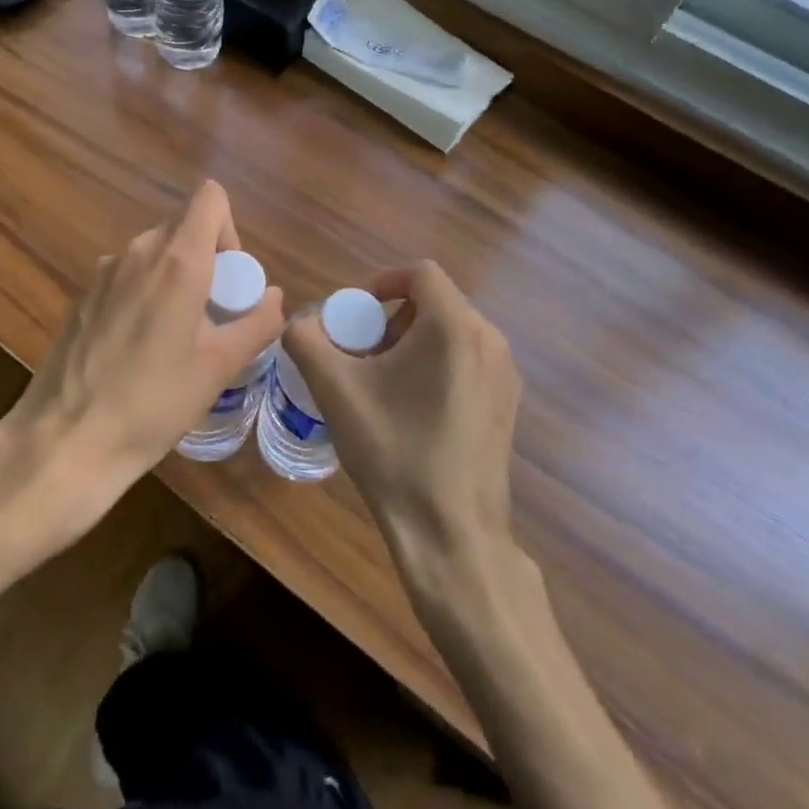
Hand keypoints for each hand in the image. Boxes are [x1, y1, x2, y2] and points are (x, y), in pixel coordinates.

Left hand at [0, 180, 283, 535]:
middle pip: (183, 226)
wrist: (65, 441)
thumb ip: (256, 323)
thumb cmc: (153, 402)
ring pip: (153, 252)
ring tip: (175, 336)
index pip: (209, 197)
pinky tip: (136, 349)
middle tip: (211, 314)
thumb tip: (274, 297)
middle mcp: (139, 251)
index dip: (228, 228)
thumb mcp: (219, 367)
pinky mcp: (82, 296)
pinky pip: (126, 276)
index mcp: (178, 259)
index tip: (229, 278)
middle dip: (206, 258)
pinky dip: (143, 294)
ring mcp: (104, 272)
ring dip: (174, 277)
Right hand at [283, 261, 520, 573]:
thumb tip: (300, 323)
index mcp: (454, 326)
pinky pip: (468, 361)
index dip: (383, 281)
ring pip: (452, 333)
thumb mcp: (337, 391)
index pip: (420, 273)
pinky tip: (413, 409)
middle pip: (435, 303)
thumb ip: (307, 341)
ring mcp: (504, 374)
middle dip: (393, 318)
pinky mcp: (508, 405)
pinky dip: (437, 365)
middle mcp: (489, 339)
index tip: (355, 311)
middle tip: (363, 352)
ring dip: (413, 342)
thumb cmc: (395, 452)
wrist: (452, 535)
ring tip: (383, 382)